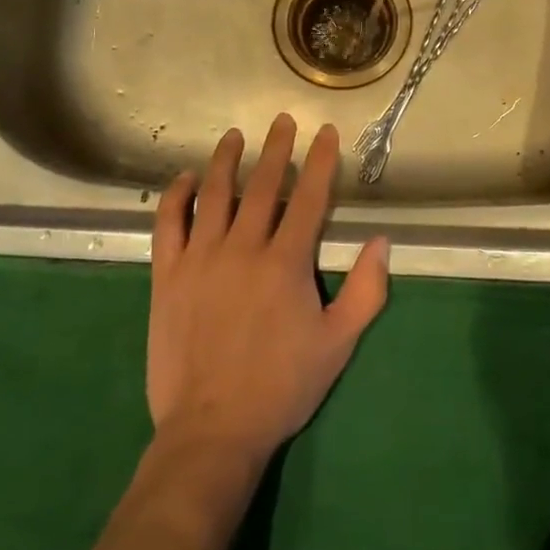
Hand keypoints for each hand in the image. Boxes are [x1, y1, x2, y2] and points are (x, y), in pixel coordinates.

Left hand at [147, 115, 390, 461]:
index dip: (320, 161)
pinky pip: (168, 224)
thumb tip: (381, 241)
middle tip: (282, 120)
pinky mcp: (168, 275)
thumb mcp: (338, 343)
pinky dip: (175, 196)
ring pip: (213, 194)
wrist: (212, 429)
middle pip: (263, 185)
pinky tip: (184, 179)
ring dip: (225, 160)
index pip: (309, 198)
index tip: (326, 133)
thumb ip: (366, 291)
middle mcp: (243, 248)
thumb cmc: (282, 386)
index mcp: (286, 263)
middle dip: (276, 148)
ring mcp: (200, 258)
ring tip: (234, 136)